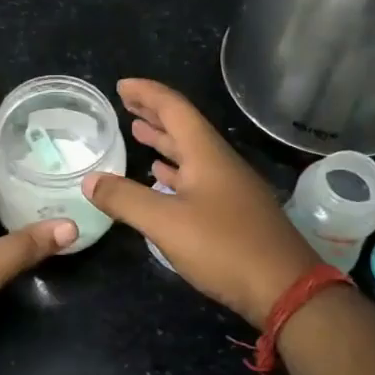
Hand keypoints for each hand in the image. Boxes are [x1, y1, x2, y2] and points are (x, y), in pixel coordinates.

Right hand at [82, 78, 319, 327]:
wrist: (284, 288)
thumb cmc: (225, 247)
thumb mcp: (166, 223)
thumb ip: (125, 199)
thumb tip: (90, 180)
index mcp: (206, 154)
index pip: (174, 108)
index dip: (147, 94)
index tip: (121, 85)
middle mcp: (219, 163)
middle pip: (184, 127)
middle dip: (154, 113)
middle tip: (126, 105)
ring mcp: (229, 188)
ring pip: (191, 153)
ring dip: (164, 141)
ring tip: (138, 133)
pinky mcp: (233, 213)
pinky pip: (197, 178)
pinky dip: (174, 171)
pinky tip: (162, 177)